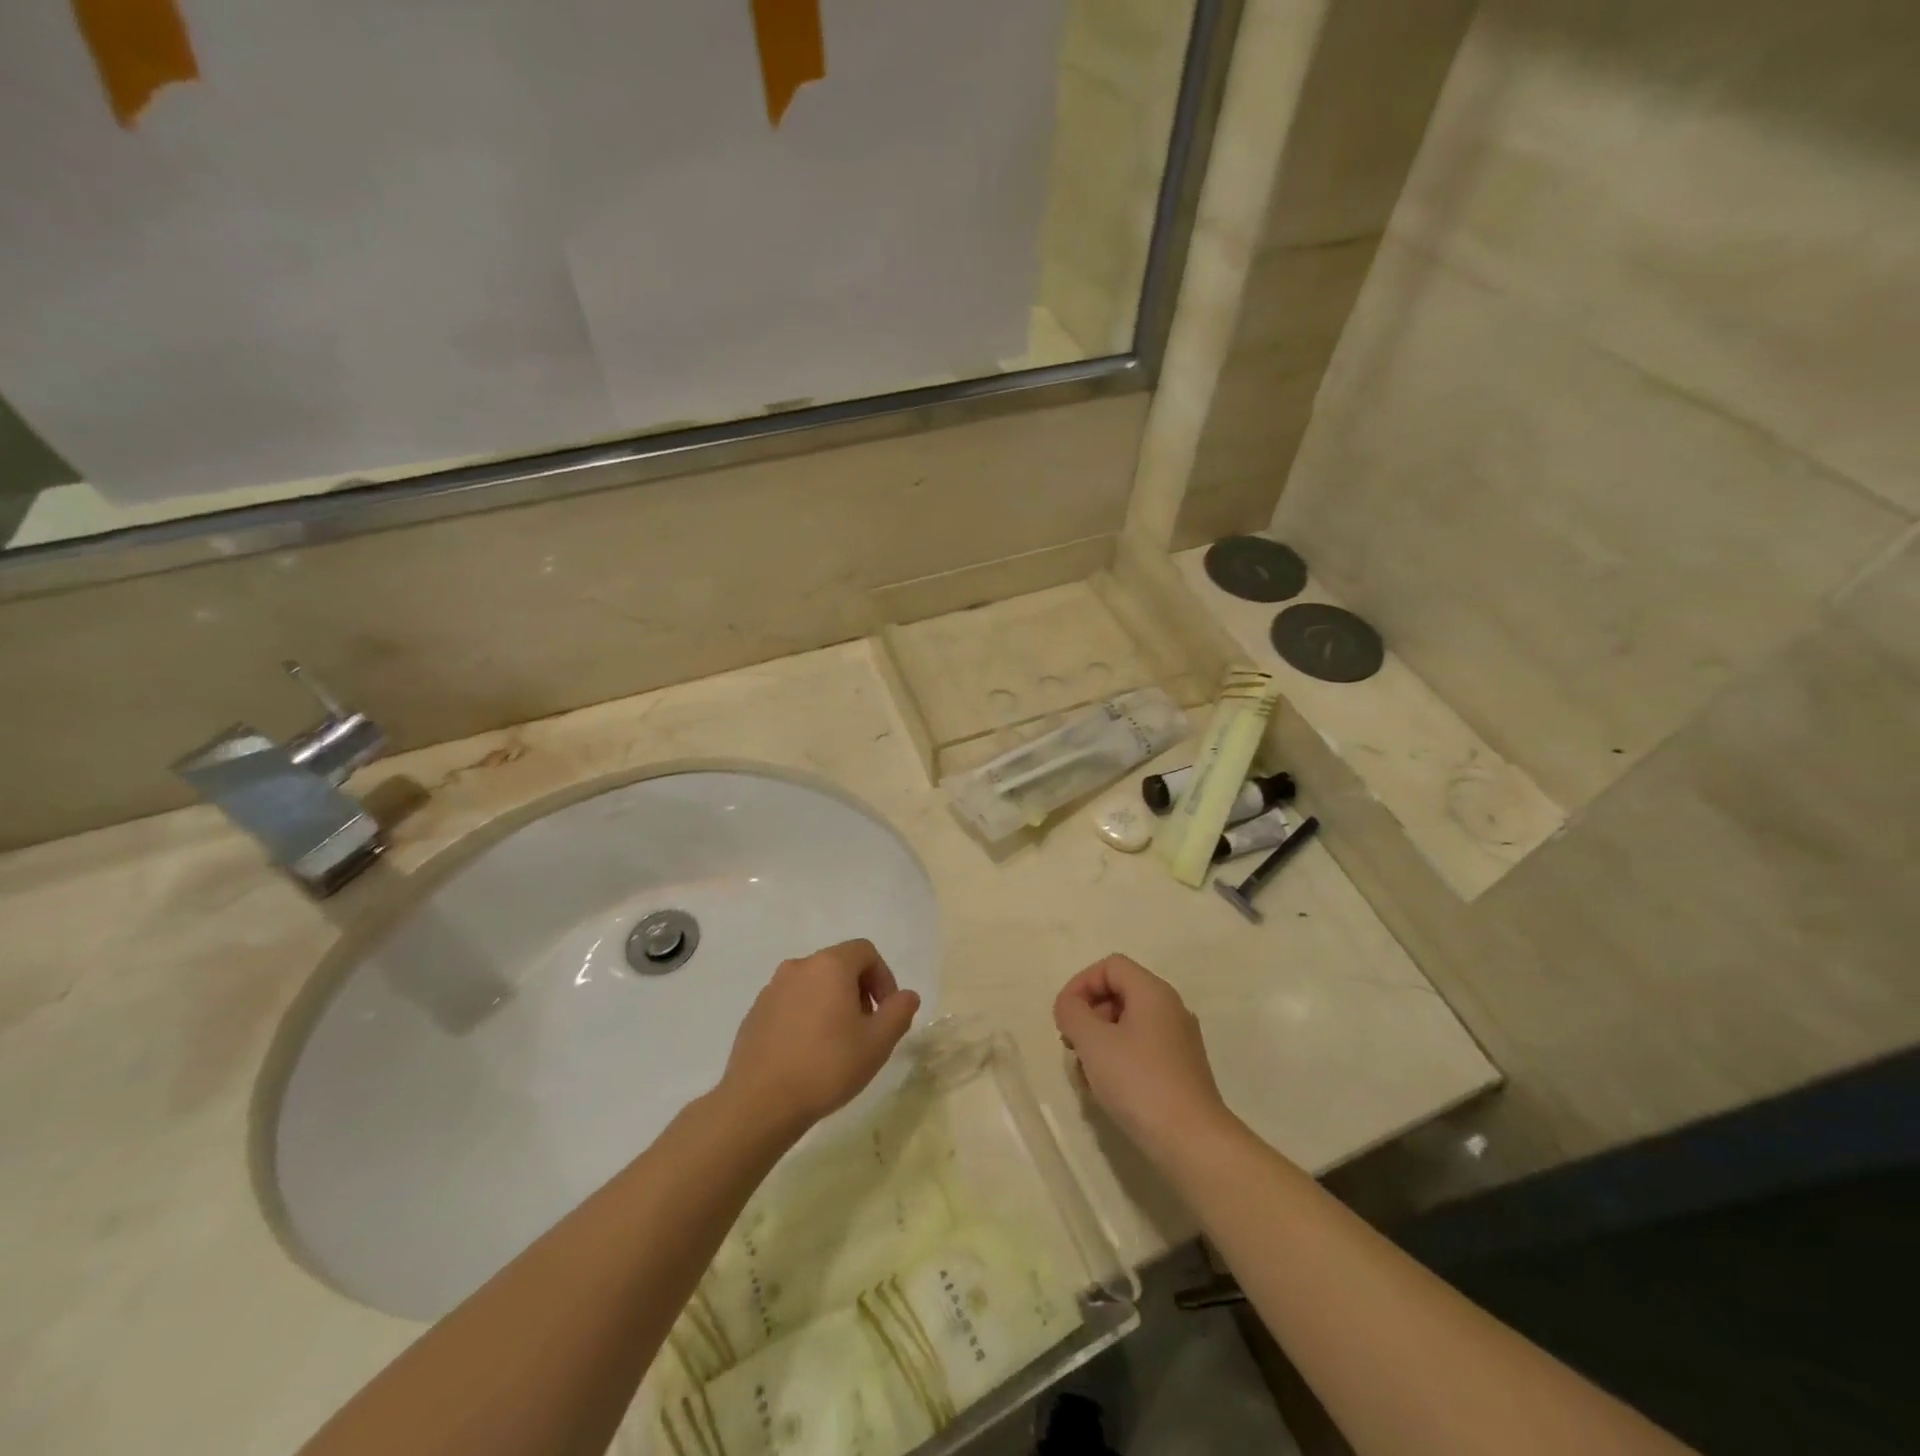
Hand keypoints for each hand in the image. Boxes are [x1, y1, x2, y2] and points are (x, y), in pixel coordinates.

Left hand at [721, 939, 921, 1133]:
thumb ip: (898, 1012)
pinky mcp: (755, 1013)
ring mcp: (772, 989)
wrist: (759, 1103)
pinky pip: (790, 1003)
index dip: (883, 977)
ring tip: (837, 1043)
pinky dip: (805, 1016)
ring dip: (831, 1003)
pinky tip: (807, 1053)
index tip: (886, 1011)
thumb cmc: (826, 1066)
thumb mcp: (877, 1043)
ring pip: (813, 984)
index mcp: (830, 966)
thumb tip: (907, 995)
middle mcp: (798, 967)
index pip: (865, 951)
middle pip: (838, 965)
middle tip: (866, 1029)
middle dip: (859, 991)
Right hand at [1054, 954, 1233, 1165]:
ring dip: (1099, 1042)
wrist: (1192, 1141)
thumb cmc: (1139, 1082)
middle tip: (1071, 1046)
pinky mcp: (1180, 1069)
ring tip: (1085, 1075)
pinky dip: (1118, 1059)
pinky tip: (1105, 1091)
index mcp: (1153, 992)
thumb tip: (1070, 1006)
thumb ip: (1072, 1013)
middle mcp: (1170, 1008)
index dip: (1080, 984)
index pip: (1110, 966)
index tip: (1063, 1017)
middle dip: (1088, 1016)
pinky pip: (1140, 1049)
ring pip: (1127, 1024)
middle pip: (1118, 993)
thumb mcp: (1093, 1042)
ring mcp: (1178, 1040)